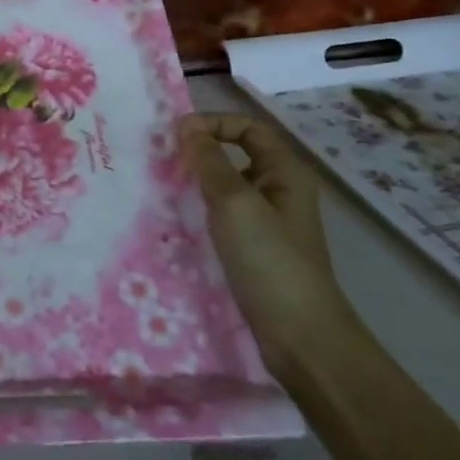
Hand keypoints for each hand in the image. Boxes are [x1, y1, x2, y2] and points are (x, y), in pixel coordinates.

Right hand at [180, 113, 354, 371]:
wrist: (300, 337)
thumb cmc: (269, 260)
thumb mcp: (234, 203)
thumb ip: (209, 161)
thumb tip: (186, 124)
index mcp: (285, 173)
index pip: (248, 128)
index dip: (214, 123)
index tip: (176, 136)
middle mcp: (279, 192)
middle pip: (236, 156)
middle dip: (199, 154)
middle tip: (160, 160)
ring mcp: (267, 224)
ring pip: (225, 189)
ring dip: (195, 184)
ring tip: (160, 189)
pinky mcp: (253, 251)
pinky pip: (221, 218)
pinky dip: (199, 212)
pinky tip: (175, 223)